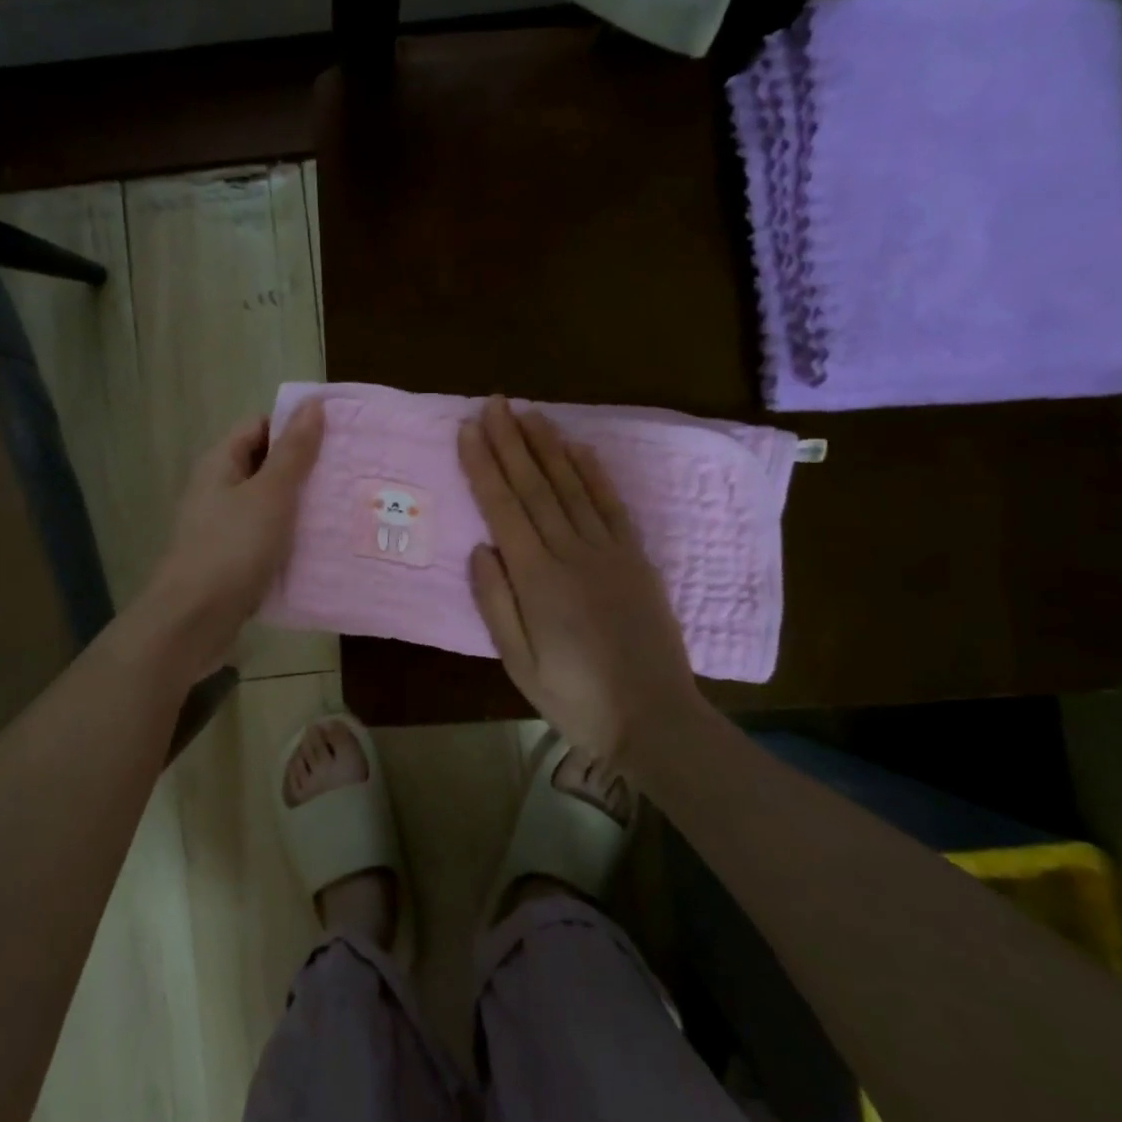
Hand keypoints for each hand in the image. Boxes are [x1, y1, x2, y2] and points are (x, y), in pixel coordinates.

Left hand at [134, 400, 324, 678]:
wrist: (193, 621)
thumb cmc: (232, 548)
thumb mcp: (270, 494)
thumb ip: (293, 452)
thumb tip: (312, 403)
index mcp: (221, 464)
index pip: (259, 427)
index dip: (295, 426)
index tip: (337, 437)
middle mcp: (218, 490)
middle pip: (266, 466)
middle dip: (305, 469)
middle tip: (350, 474)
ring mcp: (223, 527)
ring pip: (269, 506)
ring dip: (301, 507)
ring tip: (345, 508)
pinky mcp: (232, 561)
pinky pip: (267, 539)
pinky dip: (291, 539)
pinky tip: (322, 547)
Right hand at [458, 396, 703, 759]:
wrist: (654, 717)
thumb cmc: (575, 697)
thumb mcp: (519, 662)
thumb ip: (496, 602)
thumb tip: (481, 547)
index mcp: (538, 578)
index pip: (503, 508)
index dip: (483, 466)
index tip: (467, 430)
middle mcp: (572, 552)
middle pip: (535, 487)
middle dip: (510, 441)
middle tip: (493, 403)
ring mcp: (608, 551)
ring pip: (572, 487)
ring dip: (547, 447)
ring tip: (528, 413)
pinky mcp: (636, 558)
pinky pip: (611, 505)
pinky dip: (594, 473)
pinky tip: (578, 449)